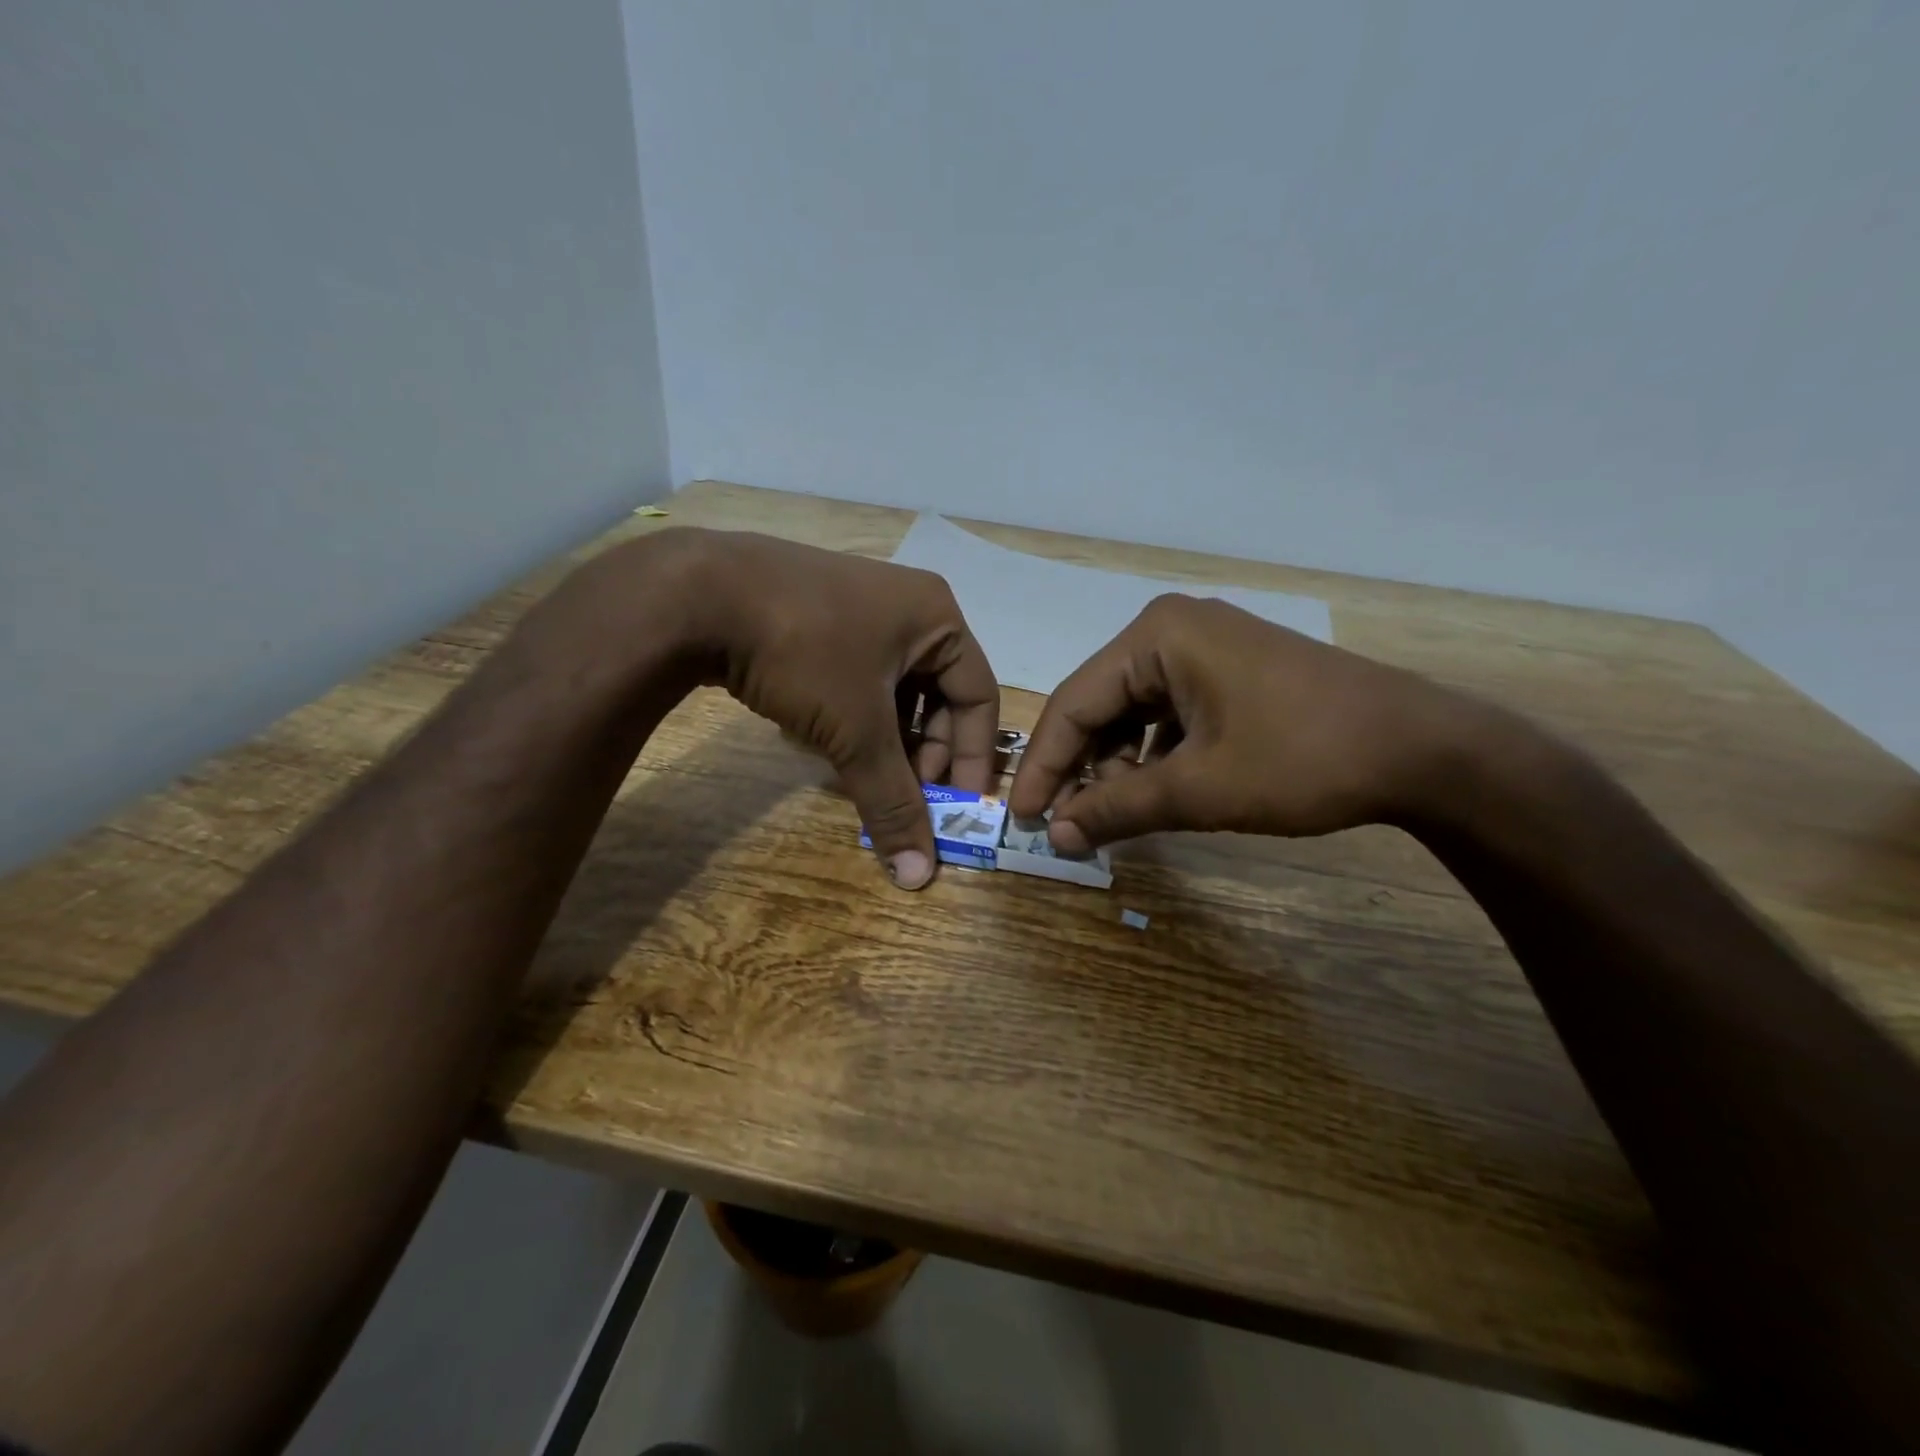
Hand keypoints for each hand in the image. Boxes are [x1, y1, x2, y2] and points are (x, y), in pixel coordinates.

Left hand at [665, 529, 998, 887]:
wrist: (696, 593)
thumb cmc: (806, 652)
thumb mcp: (856, 732)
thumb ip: (892, 801)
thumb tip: (919, 874)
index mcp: (937, 618)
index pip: (980, 697)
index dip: (973, 757)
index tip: (957, 807)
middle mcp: (906, 606)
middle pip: (936, 695)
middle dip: (920, 753)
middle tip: (904, 796)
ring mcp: (857, 607)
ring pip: (890, 690)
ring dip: (881, 740)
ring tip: (858, 775)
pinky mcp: (815, 617)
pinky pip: (853, 678)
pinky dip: (847, 715)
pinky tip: (815, 739)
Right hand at [1008, 594, 1458, 853]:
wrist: (1423, 750)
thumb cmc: (1302, 759)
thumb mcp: (1199, 790)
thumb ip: (1118, 808)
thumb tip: (1056, 836)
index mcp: (1156, 636)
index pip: (1074, 702)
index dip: (1044, 764)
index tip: (1022, 815)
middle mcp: (1173, 628)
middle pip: (1101, 703)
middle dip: (1082, 766)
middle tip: (1066, 822)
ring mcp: (1206, 646)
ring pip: (1133, 709)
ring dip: (1117, 764)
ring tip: (1114, 813)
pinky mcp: (1231, 671)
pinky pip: (1168, 711)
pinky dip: (1153, 753)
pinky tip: (1154, 789)